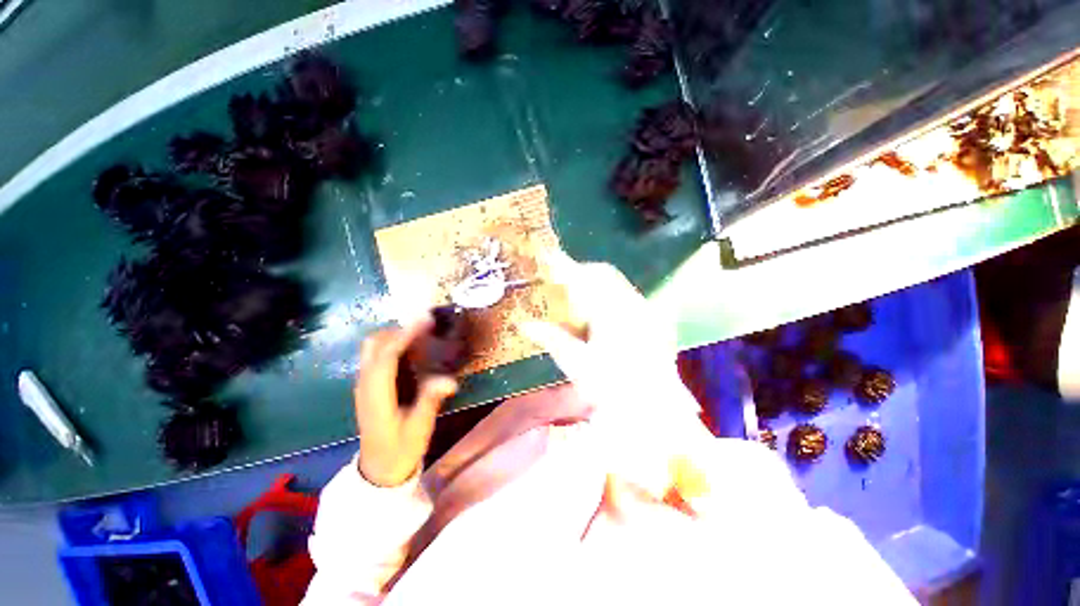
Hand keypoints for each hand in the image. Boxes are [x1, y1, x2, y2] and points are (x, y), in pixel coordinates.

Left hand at [355, 319, 457, 486]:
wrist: (379, 470)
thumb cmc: (401, 449)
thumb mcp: (419, 428)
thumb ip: (430, 402)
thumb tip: (450, 381)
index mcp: (376, 396)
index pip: (386, 356)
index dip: (405, 335)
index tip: (426, 320)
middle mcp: (365, 384)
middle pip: (374, 344)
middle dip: (399, 330)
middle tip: (427, 327)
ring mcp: (364, 384)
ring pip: (373, 347)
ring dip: (395, 335)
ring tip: (422, 334)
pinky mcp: (369, 386)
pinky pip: (377, 355)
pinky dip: (393, 344)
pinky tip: (413, 350)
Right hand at [523, 253, 705, 494]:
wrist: (656, 412)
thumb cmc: (614, 389)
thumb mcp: (577, 364)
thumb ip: (551, 339)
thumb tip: (524, 325)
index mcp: (613, 313)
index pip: (585, 278)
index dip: (564, 267)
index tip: (548, 259)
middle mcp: (633, 305)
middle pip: (603, 274)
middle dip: (580, 273)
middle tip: (560, 282)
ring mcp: (647, 312)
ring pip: (616, 284)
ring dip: (594, 286)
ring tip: (577, 299)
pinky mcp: (654, 321)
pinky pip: (627, 297)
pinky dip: (609, 298)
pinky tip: (600, 317)